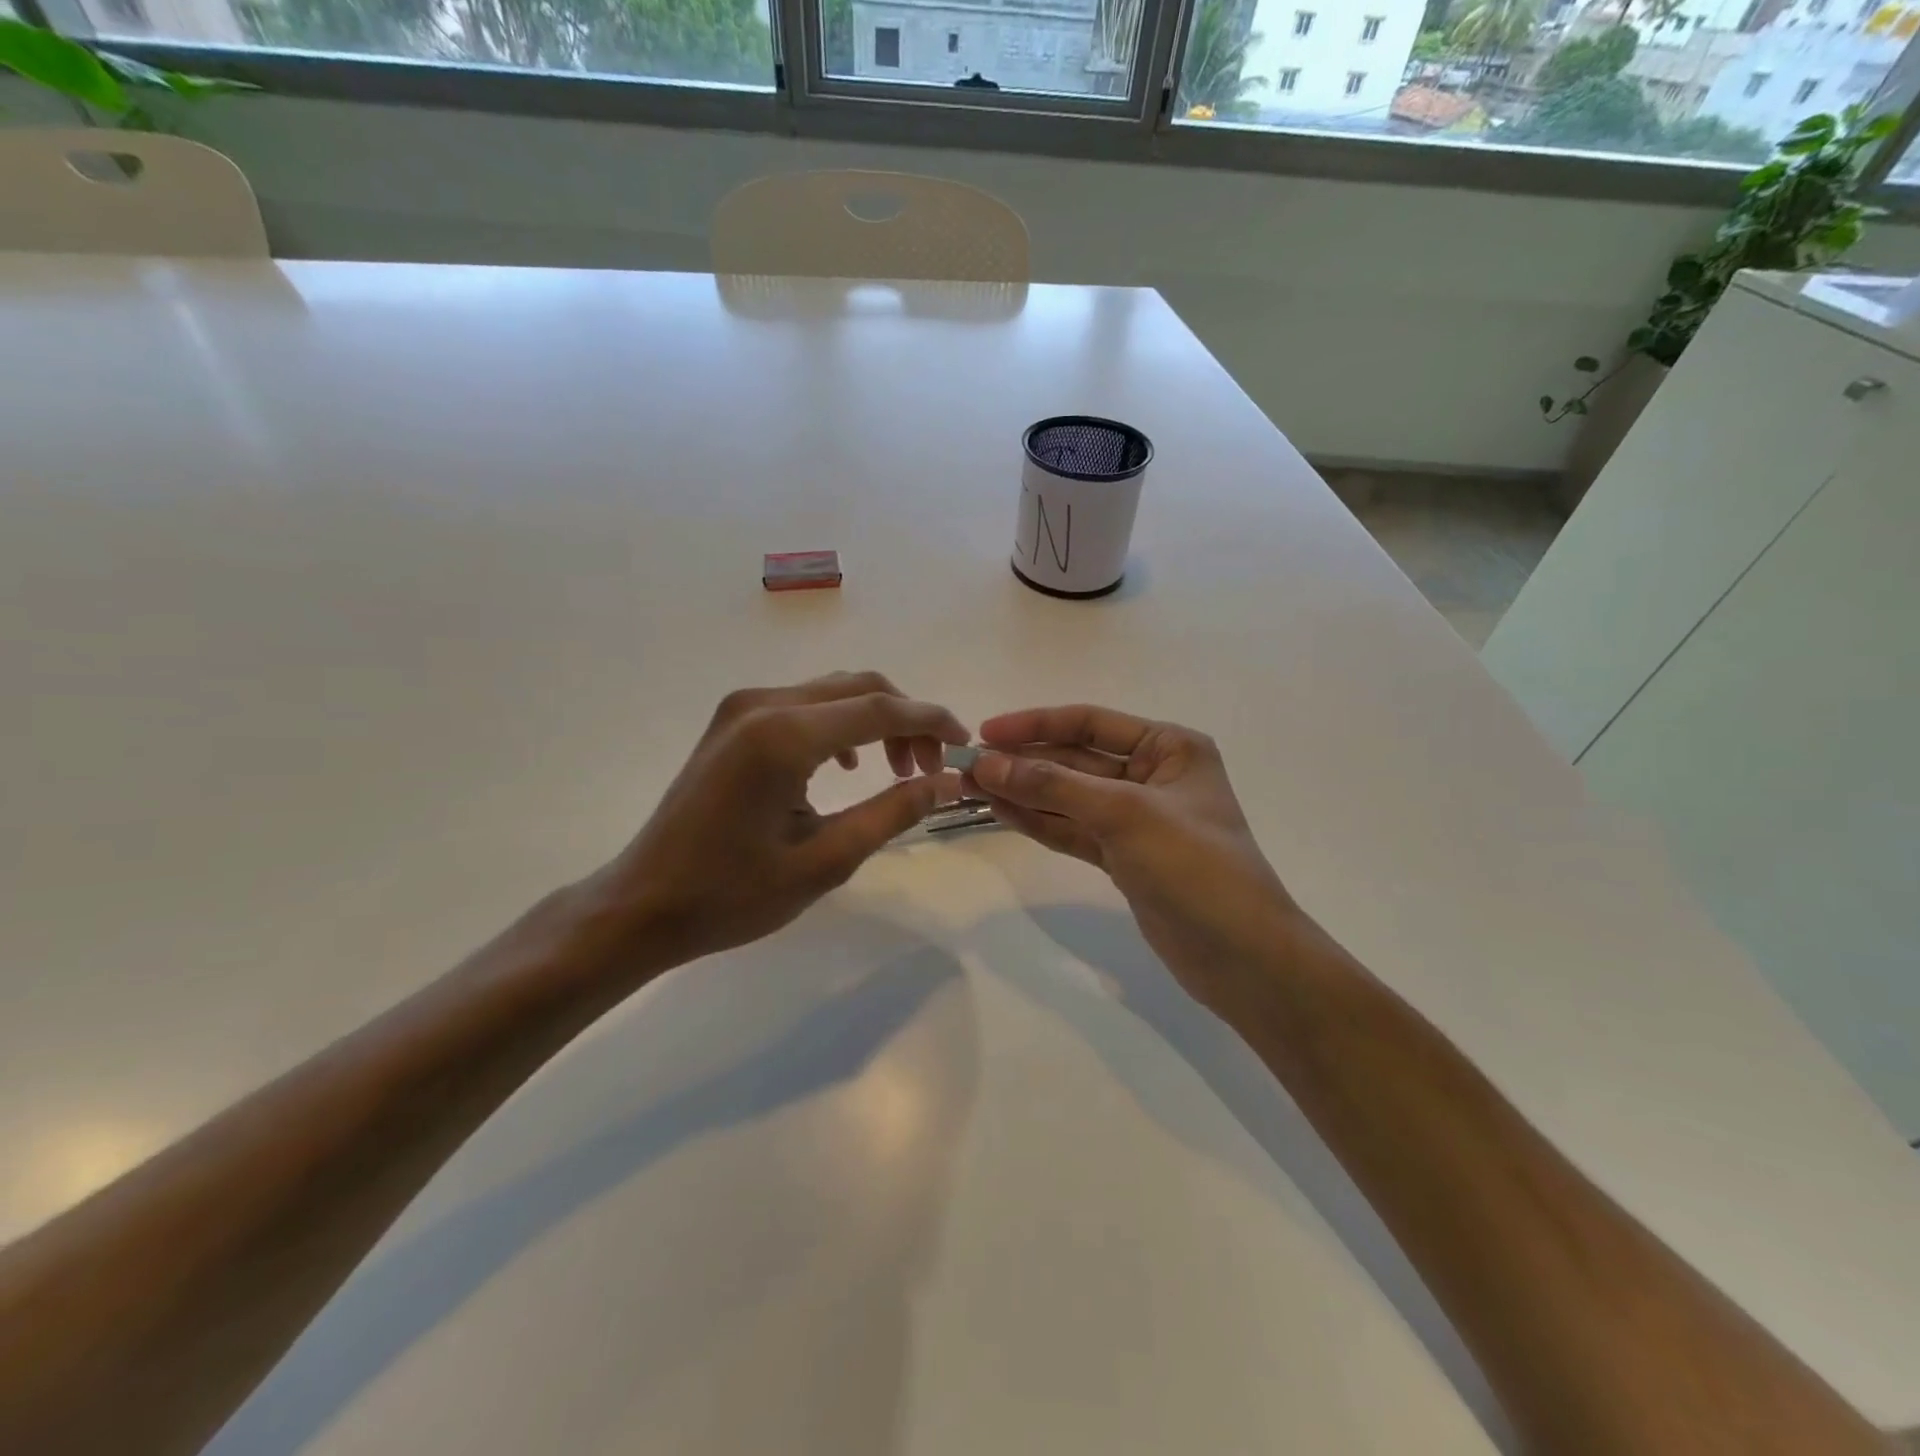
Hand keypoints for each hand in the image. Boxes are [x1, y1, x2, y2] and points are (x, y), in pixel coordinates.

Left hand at [587, 673, 968, 971]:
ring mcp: (742, 708)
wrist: (642, 904)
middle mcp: (763, 704)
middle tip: (930, 768)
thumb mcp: (825, 860)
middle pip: (858, 688)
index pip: (879, 708)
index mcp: (784, 736)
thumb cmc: (732, 895)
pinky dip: (840, 725)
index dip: (931, 721)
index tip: (964, 743)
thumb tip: (946, 782)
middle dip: (906, 720)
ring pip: (832, 692)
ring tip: (899, 769)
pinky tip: (849, 766)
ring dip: (875, 720)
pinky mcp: (732, 722)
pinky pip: (803, 705)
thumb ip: (892, 813)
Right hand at [968, 705, 1306, 1014]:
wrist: (1242, 958)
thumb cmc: (1194, 867)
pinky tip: (1001, 812)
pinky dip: (1039, 822)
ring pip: (1068, 797)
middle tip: (967, 766)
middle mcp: (1152, 775)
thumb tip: (987, 763)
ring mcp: (1136, 819)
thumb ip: (1053, 786)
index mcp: (1169, 747)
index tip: (985, 733)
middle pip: (1074, 760)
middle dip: (1023, 762)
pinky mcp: (1124, 857)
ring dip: (1023, 792)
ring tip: (971, 788)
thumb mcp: (1124, 814)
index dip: (1035, 724)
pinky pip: (1073, 830)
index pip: (1090, 722)